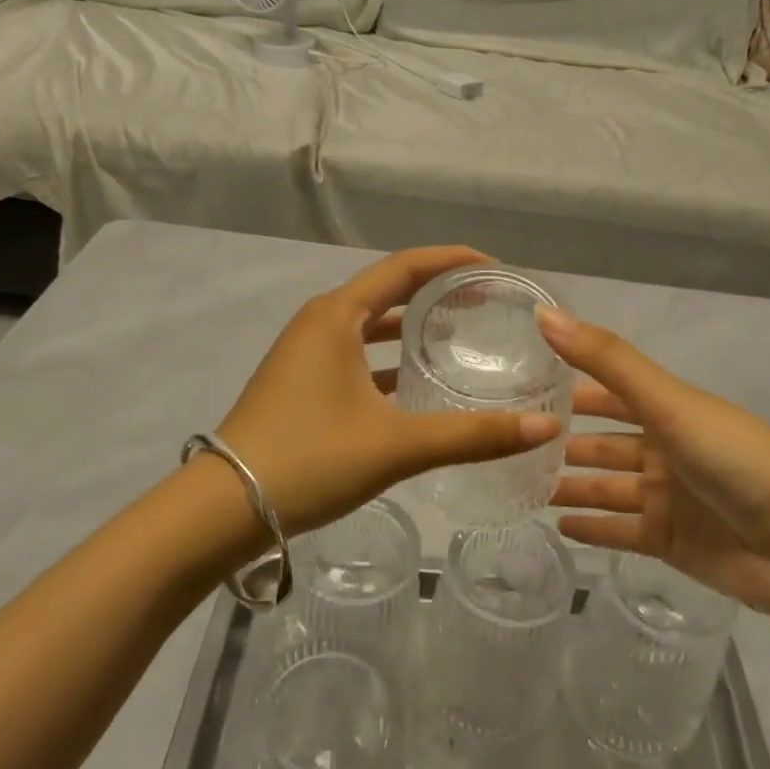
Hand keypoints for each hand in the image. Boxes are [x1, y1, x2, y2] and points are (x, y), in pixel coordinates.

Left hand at [217, 247, 561, 534]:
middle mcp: (320, 322)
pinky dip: (388, 360)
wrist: (223, 507)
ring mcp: (305, 353)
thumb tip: (546, 426)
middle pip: (388, 291)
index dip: (452, 261)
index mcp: (337, 315)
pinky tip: (414, 386)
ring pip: (370, 326)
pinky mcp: (300, 382)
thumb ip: (473, 435)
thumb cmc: (309, 458)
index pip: (405, 267)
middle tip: (486, 303)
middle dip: (436, 292)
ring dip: (411, 327)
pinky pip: (355, 354)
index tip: (495, 267)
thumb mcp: (397, 445)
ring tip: (458, 338)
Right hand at [540, 306, 769, 623]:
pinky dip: (592, 528)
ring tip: (519, 486)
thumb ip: (606, 360)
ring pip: (606, 487)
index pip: (608, 392)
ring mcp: (668, 498)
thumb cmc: (736, 460)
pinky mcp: (670, 542)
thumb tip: (542, 312)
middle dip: (562, 442)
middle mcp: (665, 449)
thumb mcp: (669, 402)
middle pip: (603, 443)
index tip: (519, 386)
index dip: (568, 387)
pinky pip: (620, 531)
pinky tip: (557, 525)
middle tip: (509, 444)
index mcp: (668, 410)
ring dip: (570, 485)